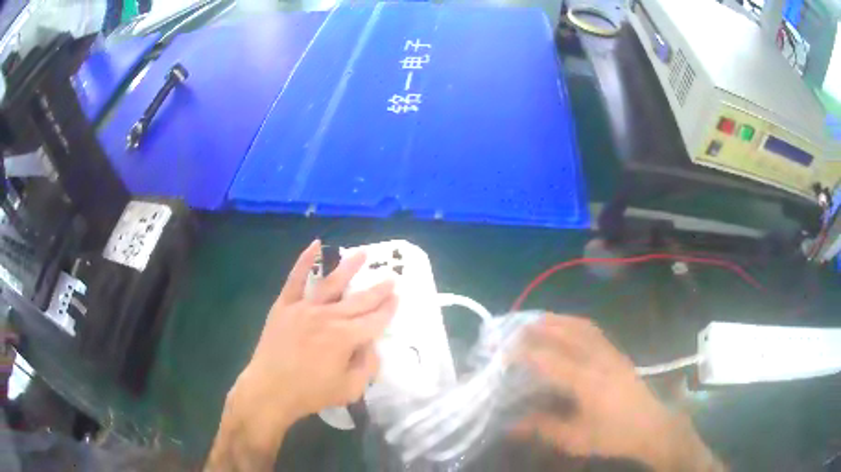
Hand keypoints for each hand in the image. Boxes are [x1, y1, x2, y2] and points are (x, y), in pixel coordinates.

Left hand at [207, 241, 396, 470]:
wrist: (270, 390)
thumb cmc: (310, 393)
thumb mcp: (349, 390)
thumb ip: (367, 367)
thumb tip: (371, 347)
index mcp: (345, 338)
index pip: (374, 320)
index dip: (388, 310)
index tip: (397, 298)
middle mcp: (328, 317)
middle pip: (359, 300)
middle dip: (378, 290)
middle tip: (391, 279)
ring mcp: (304, 308)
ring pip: (331, 283)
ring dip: (349, 267)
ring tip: (363, 254)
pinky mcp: (285, 305)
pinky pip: (295, 279)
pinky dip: (305, 261)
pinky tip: (315, 245)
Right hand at [515, 315, 722, 470]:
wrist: (651, 427)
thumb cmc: (613, 435)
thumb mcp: (576, 439)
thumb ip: (543, 429)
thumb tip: (511, 424)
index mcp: (588, 382)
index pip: (551, 360)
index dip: (525, 353)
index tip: (502, 352)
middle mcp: (599, 360)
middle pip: (567, 334)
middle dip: (539, 328)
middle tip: (514, 329)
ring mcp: (611, 353)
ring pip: (581, 327)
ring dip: (557, 320)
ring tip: (536, 320)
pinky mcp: (617, 353)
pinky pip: (593, 330)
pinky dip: (574, 323)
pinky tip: (566, 326)